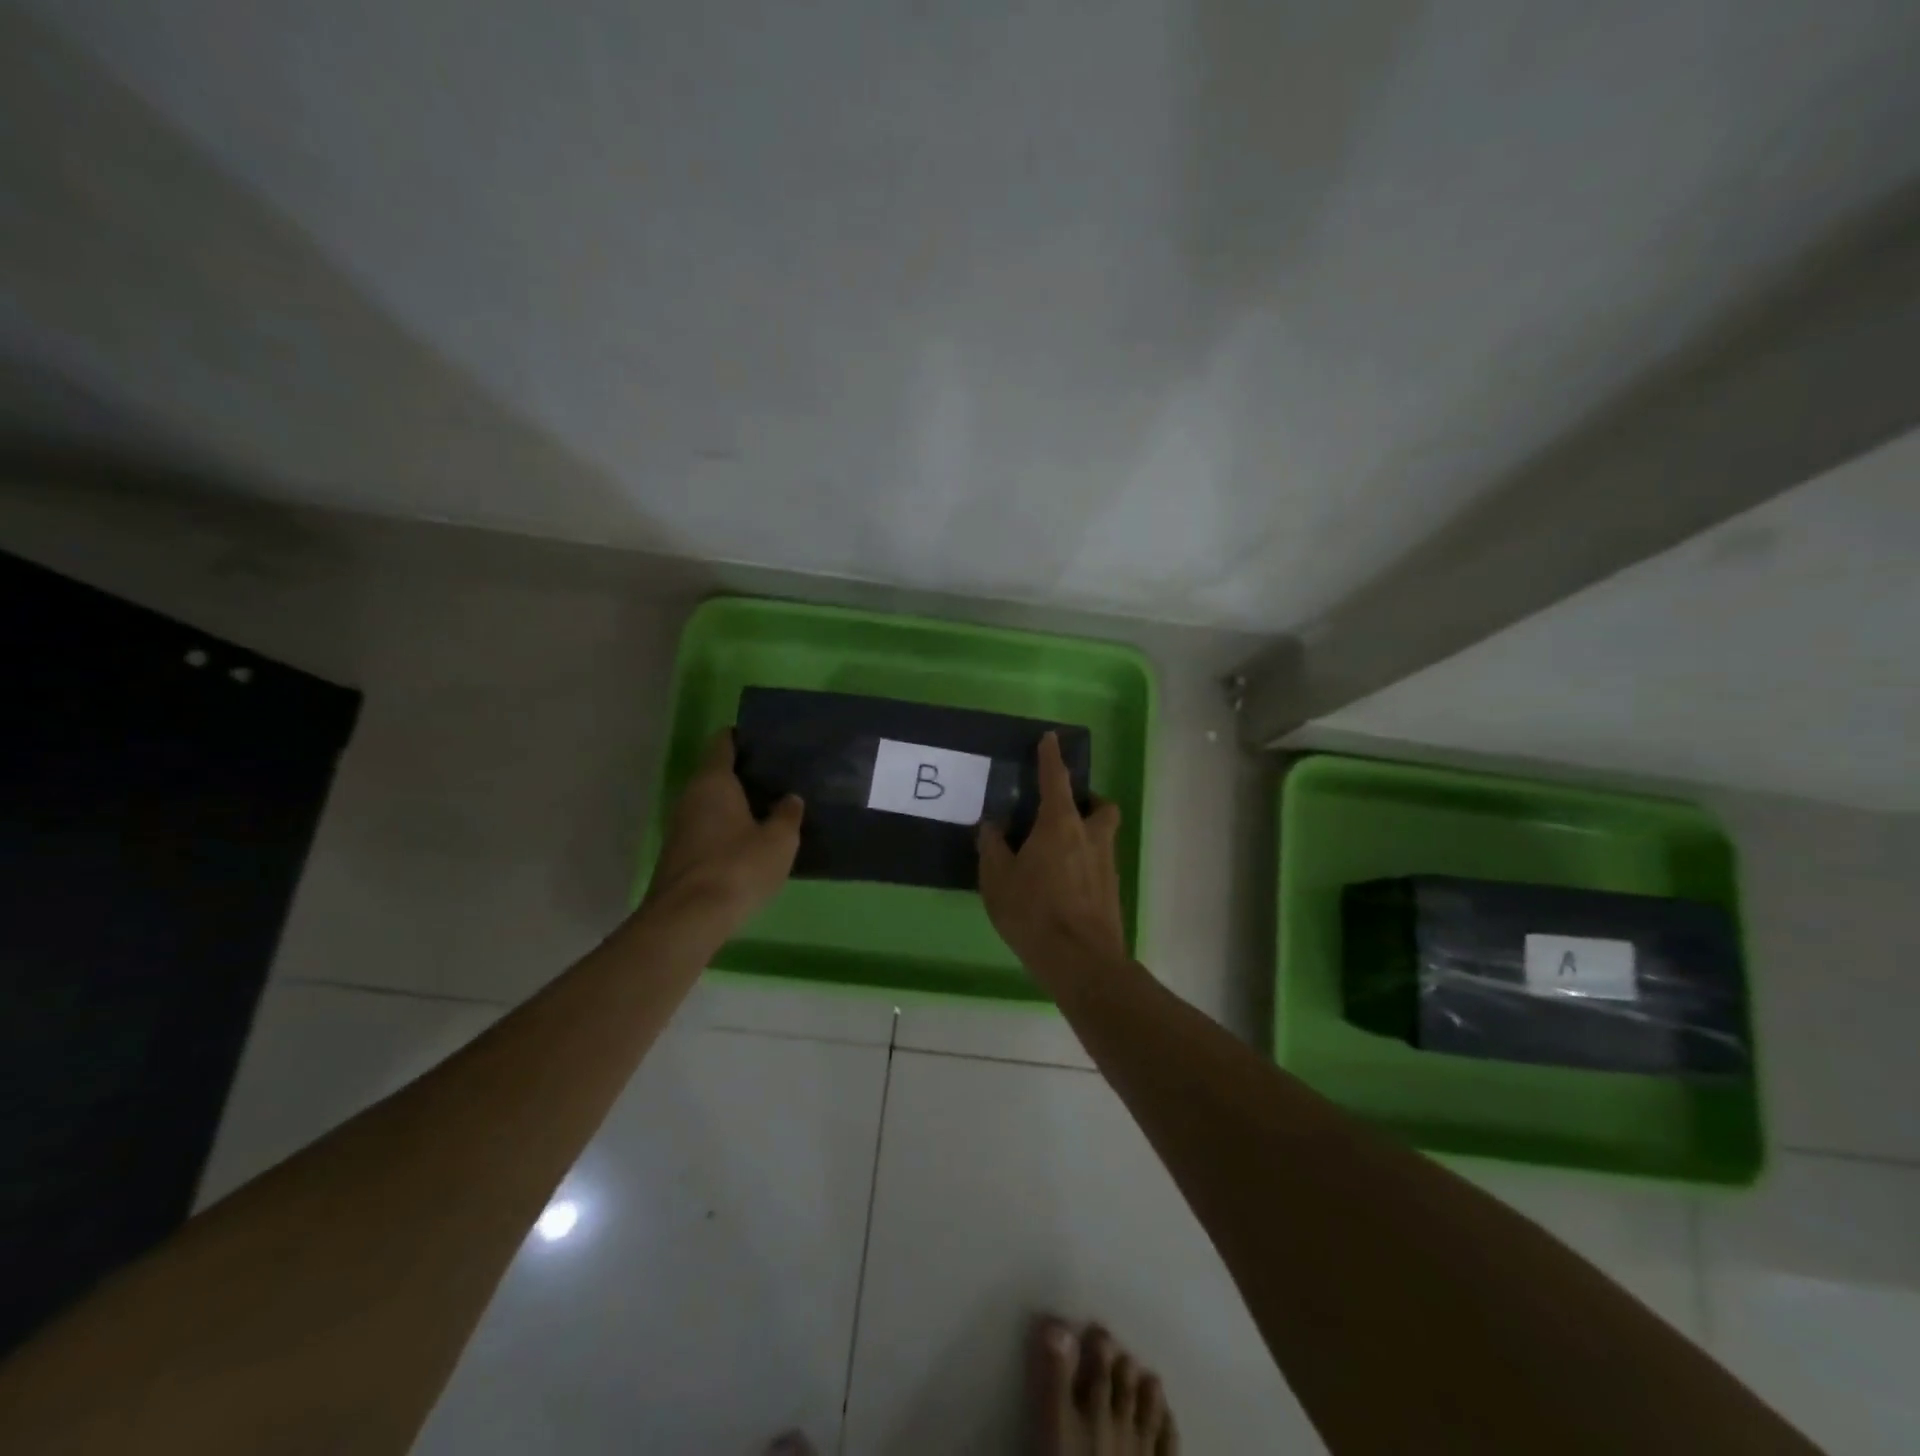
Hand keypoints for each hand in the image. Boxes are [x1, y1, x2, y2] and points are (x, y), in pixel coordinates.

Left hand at [645, 729, 803, 932]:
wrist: (689, 919)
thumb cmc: (738, 867)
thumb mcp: (779, 840)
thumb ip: (787, 815)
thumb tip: (790, 799)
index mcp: (713, 781)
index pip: (723, 743)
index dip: (743, 737)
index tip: (767, 740)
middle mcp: (691, 796)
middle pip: (717, 773)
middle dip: (745, 773)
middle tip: (780, 776)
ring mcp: (681, 827)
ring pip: (712, 803)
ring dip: (737, 803)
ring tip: (772, 807)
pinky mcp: (681, 855)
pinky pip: (709, 828)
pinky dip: (729, 828)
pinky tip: (753, 840)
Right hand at [978, 731, 1125, 977]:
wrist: (1081, 961)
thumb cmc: (1034, 912)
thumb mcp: (998, 879)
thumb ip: (993, 847)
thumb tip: (993, 825)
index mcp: (1060, 825)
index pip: (1056, 779)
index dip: (1051, 757)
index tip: (1051, 738)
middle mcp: (1090, 836)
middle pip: (1099, 806)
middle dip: (1086, 800)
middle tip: (1063, 810)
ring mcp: (1106, 864)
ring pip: (1102, 835)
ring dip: (1086, 832)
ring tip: (1056, 850)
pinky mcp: (1111, 890)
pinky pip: (1099, 862)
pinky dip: (1084, 861)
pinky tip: (1063, 882)